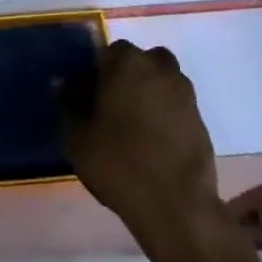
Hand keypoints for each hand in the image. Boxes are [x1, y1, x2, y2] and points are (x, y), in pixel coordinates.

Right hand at [63, 41, 225, 261]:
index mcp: (127, 62)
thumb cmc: (120, 164)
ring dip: (146, 92)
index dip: (93, 74)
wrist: (177, 208)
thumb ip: (66, 106)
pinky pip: (174, 104)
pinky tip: (152, 142)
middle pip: (136, 62)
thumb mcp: (77, 139)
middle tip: (109, 108)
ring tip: (132, 125)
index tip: (85, 98)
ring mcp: (184, 92)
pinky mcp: (200, 118)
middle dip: (123, 77)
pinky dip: (164, 114)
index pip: (105, 53)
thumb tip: (61, 85)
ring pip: (159, 80)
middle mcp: (158, 67)